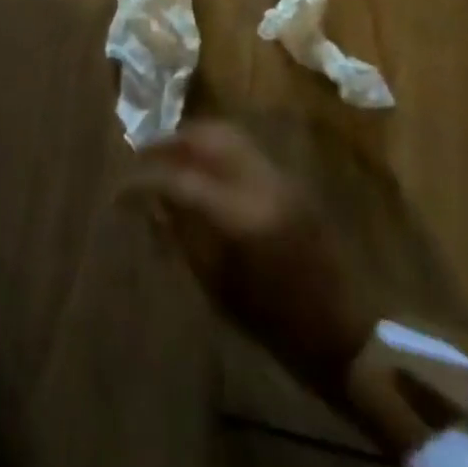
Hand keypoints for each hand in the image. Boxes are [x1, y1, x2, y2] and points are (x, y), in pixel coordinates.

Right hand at [128, 121, 374, 404]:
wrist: (347, 332)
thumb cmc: (277, 325)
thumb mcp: (219, 288)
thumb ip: (183, 236)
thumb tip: (152, 202)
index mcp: (240, 216)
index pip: (179, 180)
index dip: (144, 181)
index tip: (120, 190)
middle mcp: (260, 182)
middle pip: (206, 137)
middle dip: (169, 142)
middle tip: (143, 157)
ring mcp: (280, 175)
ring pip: (228, 134)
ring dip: (193, 140)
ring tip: (169, 158)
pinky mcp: (291, 180)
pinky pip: (245, 149)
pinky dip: (216, 149)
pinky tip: (201, 170)